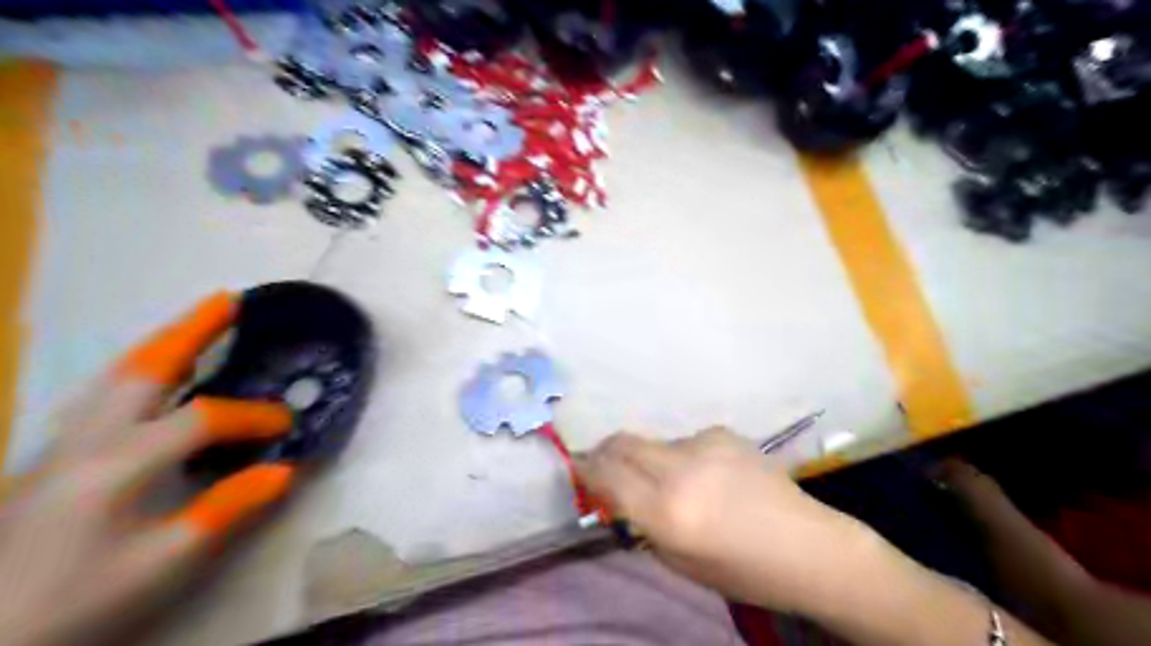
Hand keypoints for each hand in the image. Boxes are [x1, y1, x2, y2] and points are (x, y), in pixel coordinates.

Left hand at [0, 294, 295, 645]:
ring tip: (200, 322)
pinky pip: (106, 394)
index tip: (288, 423)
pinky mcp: (54, 457)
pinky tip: (157, 374)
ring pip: (118, 376)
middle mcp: (86, 440)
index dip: (252, 415)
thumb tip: (286, 469)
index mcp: (116, 464)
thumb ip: (227, 509)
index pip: (201, 419)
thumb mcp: (161, 564)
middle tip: (230, 300)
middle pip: (144, 369)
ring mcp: (63, 445)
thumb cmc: (76, 600)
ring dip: (164, 343)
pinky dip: (141, 369)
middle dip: (191, 331)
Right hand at [574, 427, 882, 612]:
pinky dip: (681, 457)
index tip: (578, 471)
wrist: (809, 546)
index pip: (606, 475)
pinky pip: (685, 441)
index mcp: (668, 511)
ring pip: (654, 443)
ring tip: (672, 483)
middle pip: (621, 443)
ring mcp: (704, 444)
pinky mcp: (723, 432)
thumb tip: (615, 493)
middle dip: (604, 452)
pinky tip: (708, 476)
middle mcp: (680, 469)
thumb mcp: (680, 561)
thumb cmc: (743, 570)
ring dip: (647, 459)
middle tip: (604, 467)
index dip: (585, 470)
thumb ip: (641, 522)